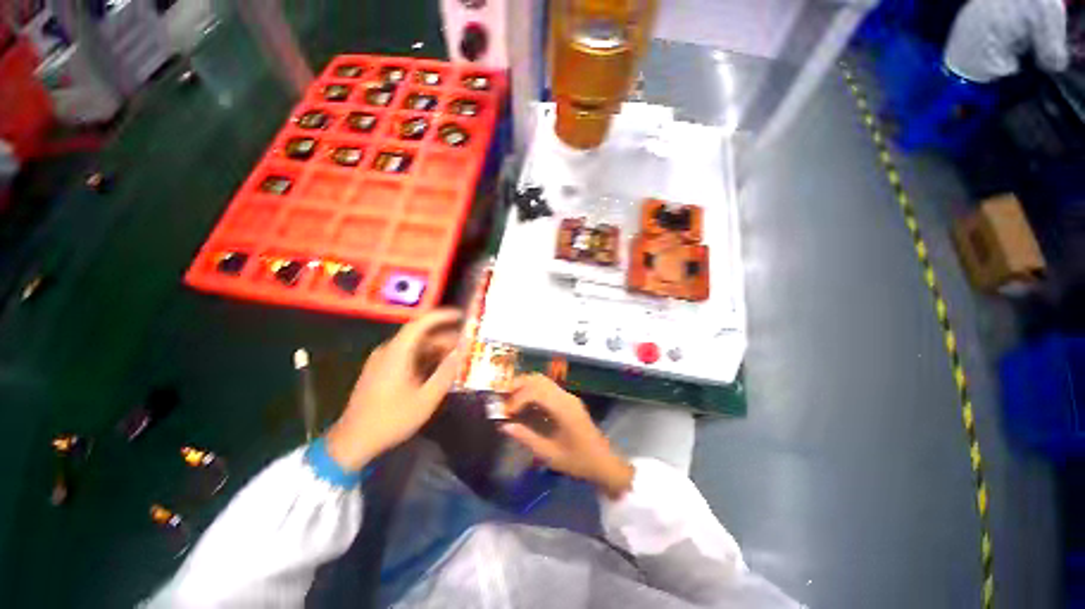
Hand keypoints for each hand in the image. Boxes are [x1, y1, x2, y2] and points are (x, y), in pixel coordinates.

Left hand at [326, 309, 462, 470]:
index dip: (442, 316)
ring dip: (436, 349)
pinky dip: (425, 358)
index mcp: (397, 353)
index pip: (420, 323)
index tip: (462, 316)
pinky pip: (407, 356)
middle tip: (465, 344)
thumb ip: (446, 371)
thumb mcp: (426, 398)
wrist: (353, 441)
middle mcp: (388, 351)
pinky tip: (438, 369)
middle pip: (420, 335)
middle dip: (444, 337)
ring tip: (456, 357)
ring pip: (414, 347)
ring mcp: (382, 361)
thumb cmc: (391, 419)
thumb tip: (462, 350)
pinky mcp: (381, 371)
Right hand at [500, 374, 633, 498]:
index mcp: (563, 408)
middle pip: (539, 379)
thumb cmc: (577, 461)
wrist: (603, 462)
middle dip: (518, 385)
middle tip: (502, 398)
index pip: (536, 391)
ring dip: (525, 386)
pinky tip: (524, 405)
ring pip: (543, 381)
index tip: (506, 412)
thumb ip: (526, 438)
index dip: (517, 398)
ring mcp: (568, 396)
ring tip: (510, 400)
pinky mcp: (568, 400)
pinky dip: (533, 392)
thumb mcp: (549, 454)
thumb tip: (504, 426)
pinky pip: (547, 389)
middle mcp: (566, 397)